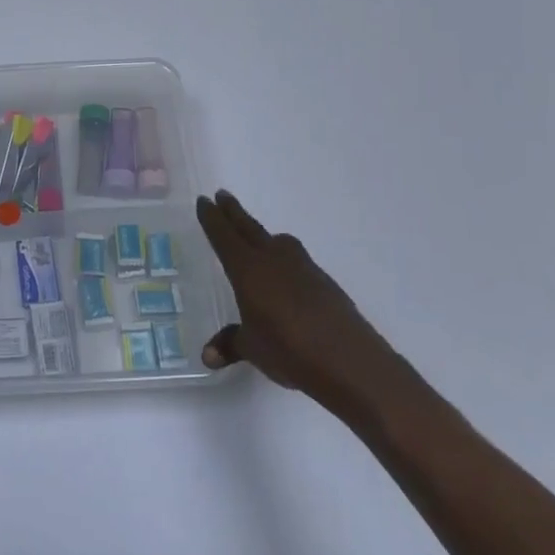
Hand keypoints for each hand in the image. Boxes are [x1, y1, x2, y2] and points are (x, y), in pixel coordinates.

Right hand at [196, 191, 406, 421]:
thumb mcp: (252, 349)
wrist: (349, 360)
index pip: (224, 237)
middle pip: (249, 228)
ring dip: (264, 235)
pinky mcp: (324, 282)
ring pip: (278, 242)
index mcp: (248, 269)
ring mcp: (303, 268)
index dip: (212, 219)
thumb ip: (230, 345)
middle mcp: (274, 260)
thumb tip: (208, 356)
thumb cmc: (289, 350)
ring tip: (256, 237)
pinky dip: (285, 259)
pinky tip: (287, 276)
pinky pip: (298, 261)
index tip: (204, 200)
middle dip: (234, 212)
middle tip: (222, 194)